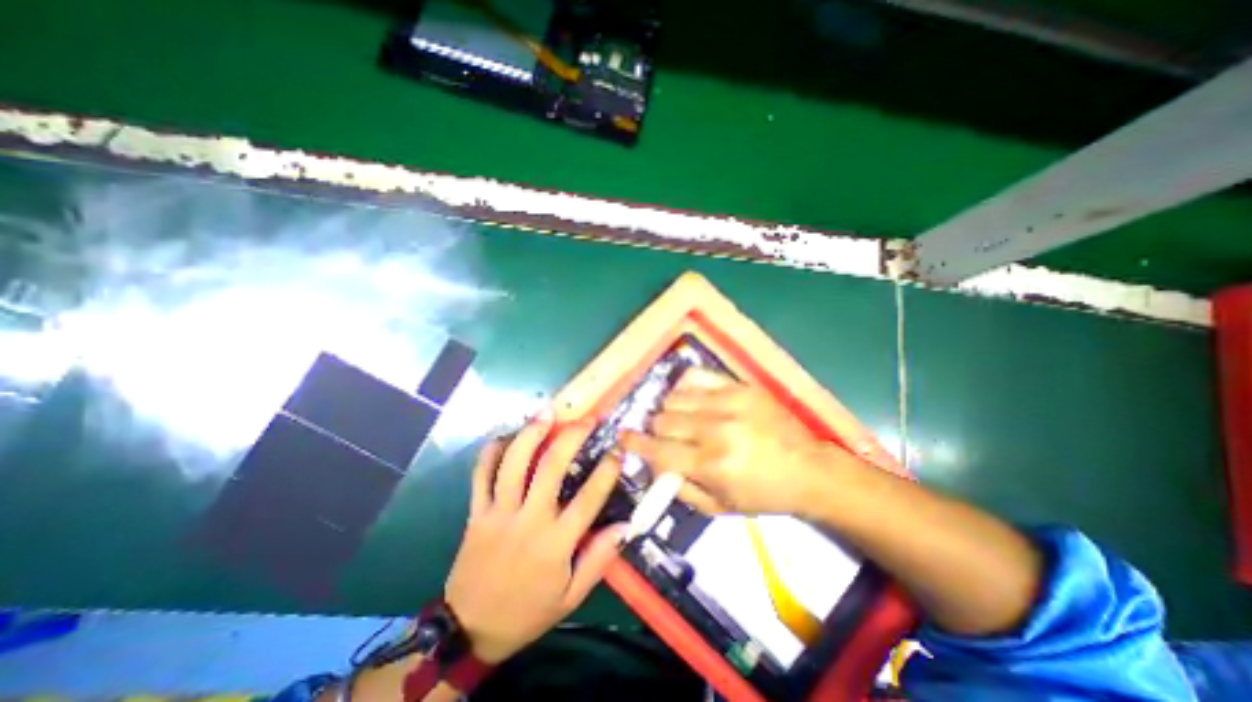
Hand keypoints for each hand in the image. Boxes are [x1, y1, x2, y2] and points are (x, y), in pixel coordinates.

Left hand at [444, 411, 630, 663]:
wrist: (469, 631)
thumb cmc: (527, 611)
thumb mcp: (571, 596)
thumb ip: (599, 559)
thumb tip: (626, 525)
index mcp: (555, 543)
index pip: (588, 499)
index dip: (607, 470)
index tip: (617, 450)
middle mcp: (527, 520)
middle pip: (549, 468)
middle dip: (570, 437)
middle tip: (585, 420)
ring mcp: (498, 513)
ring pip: (513, 463)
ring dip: (530, 433)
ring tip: (546, 412)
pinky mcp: (476, 513)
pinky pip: (480, 475)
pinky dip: (491, 452)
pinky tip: (505, 435)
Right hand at [618, 367, 855, 515]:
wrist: (808, 468)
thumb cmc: (763, 494)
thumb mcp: (720, 507)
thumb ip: (680, 487)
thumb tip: (653, 465)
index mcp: (711, 464)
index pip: (658, 449)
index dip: (634, 443)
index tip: (622, 437)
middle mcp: (715, 429)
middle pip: (662, 419)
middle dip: (655, 430)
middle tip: (662, 435)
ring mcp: (728, 402)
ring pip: (675, 398)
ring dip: (669, 410)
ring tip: (679, 418)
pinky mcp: (739, 386)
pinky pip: (695, 376)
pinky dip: (684, 387)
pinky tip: (689, 397)